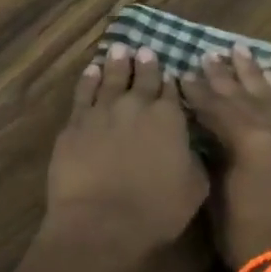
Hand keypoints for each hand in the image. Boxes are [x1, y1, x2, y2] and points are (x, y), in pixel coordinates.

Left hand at [45, 44, 208, 263]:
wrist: (101, 222)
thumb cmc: (155, 210)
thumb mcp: (194, 188)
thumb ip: (195, 159)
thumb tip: (191, 146)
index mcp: (169, 118)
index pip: (172, 91)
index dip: (171, 81)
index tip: (171, 72)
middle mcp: (136, 105)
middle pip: (142, 78)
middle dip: (145, 64)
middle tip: (145, 50)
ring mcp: (102, 111)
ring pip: (111, 78)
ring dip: (116, 62)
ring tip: (119, 49)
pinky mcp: (75, 123)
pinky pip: (84, 92)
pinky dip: (89, 78)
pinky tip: (91, 70)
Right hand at [181, 45, 270, 269]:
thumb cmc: (246, 236)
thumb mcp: (218, 193)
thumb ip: (213, 154)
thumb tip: (203, 132)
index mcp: (251, 141)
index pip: (218, 107)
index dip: (197, 91)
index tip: (181, 72)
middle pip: (244, 96)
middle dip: (224, 75)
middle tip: (208, 53)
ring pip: (268, 98)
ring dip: (252, 74)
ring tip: (240, 50)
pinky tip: (268, 81)